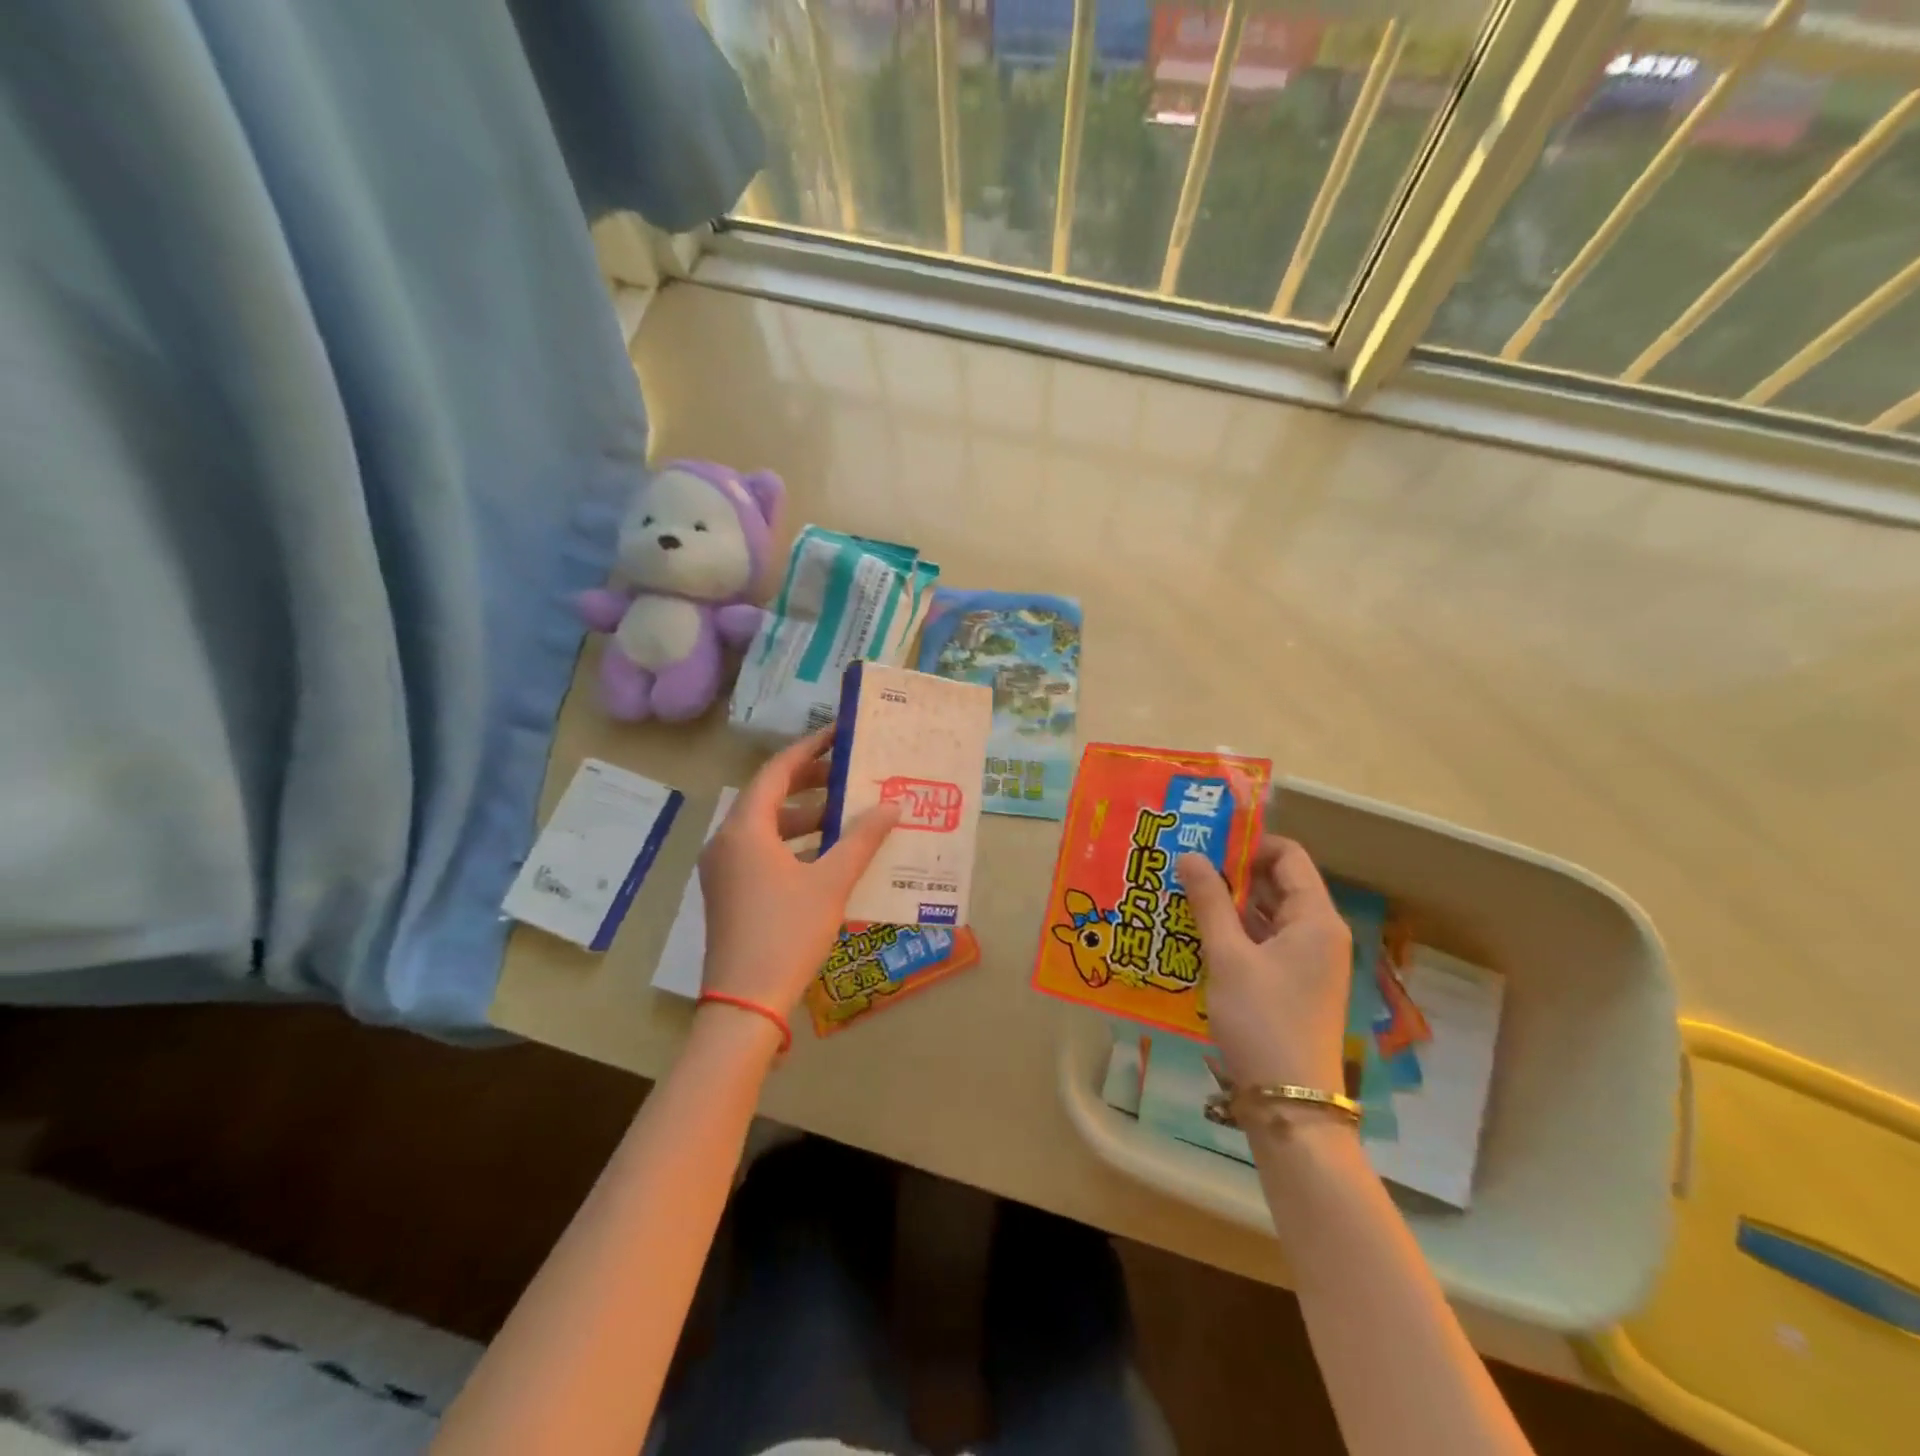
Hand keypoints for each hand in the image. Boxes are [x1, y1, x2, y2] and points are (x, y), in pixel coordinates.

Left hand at [698, 726, 901, 1022]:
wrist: (744, 1004)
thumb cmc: (787, 933)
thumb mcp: (831, 882)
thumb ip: (862, 839)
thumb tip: (893, 805)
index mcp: (745, 829)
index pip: (776, 771)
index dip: (809, 750)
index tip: (838, 736)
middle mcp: (726, 841)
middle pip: (769, 797)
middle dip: (810, 784)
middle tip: (849, 773)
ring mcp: (723, 869)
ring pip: (766, 827)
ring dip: (805, 817)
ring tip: (847, 814)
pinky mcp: (728, 892)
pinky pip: (761, 852)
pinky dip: (793, 845)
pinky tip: (827, 854)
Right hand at [1177, 838, 1350, 1096]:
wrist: (1290, 1103)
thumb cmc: (1262, 1020)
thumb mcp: (1228, 957)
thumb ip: (1209, 901)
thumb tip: (1190, 855)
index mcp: (1316, 919)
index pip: (1288, 857)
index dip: (1248, 844)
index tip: (1205, 843)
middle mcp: (1319, 933)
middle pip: (1278, 884)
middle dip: (1232, 872)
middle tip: (1185, 865)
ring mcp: (1308, 961)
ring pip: (1268, 915)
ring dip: (1229, 904)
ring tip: (1183, 894)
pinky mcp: (1293, 984)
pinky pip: (1264, 942)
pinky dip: (1235, 932)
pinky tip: (1197, 932)